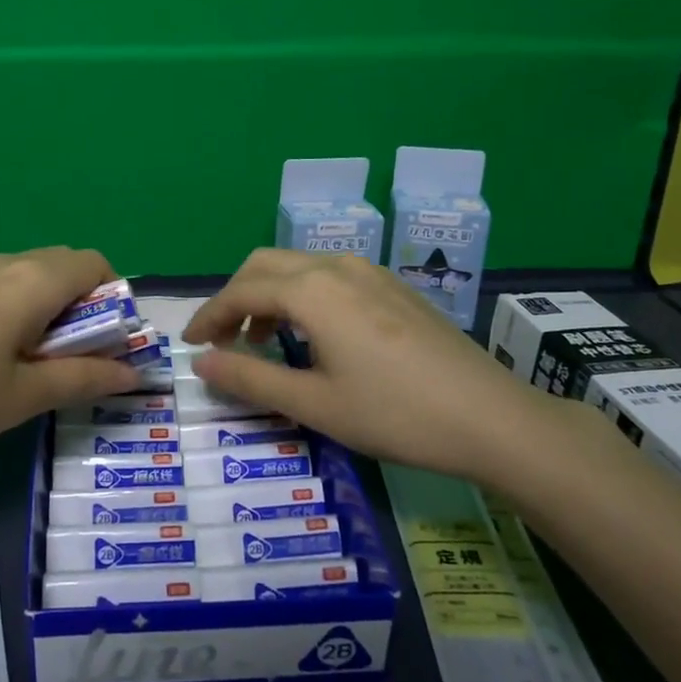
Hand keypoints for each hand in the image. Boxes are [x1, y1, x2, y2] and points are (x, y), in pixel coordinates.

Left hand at [0, 247, 140, 467]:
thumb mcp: (22, 397)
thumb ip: (83, 379)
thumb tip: (132, 372)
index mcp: (32, 280)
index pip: (97, 265)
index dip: (116, 302)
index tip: (109, 348)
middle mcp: (6, 264)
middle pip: (67, 268)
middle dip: (87, 309)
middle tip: (77, 364)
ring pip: (34, 279)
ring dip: (53, 313)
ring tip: (38, 368)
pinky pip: (4, 289)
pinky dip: (22, 313)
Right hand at [181, 249, 552, 486]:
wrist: (491, 417)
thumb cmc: (394, 414)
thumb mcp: (314, 404)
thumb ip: (250, 377)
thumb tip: (200, 363)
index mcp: (311, 290)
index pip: (241, 291)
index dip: (209, 316)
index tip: (189, 344)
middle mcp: (336, 266)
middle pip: (265, 264)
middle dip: (235, 297)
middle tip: (223, 340)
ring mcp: (369, 271)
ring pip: (298, 266)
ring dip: (268, 294)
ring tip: (263, 340)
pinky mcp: (392, 285)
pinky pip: (329, 275)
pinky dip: (301, 294)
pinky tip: (313, 334)